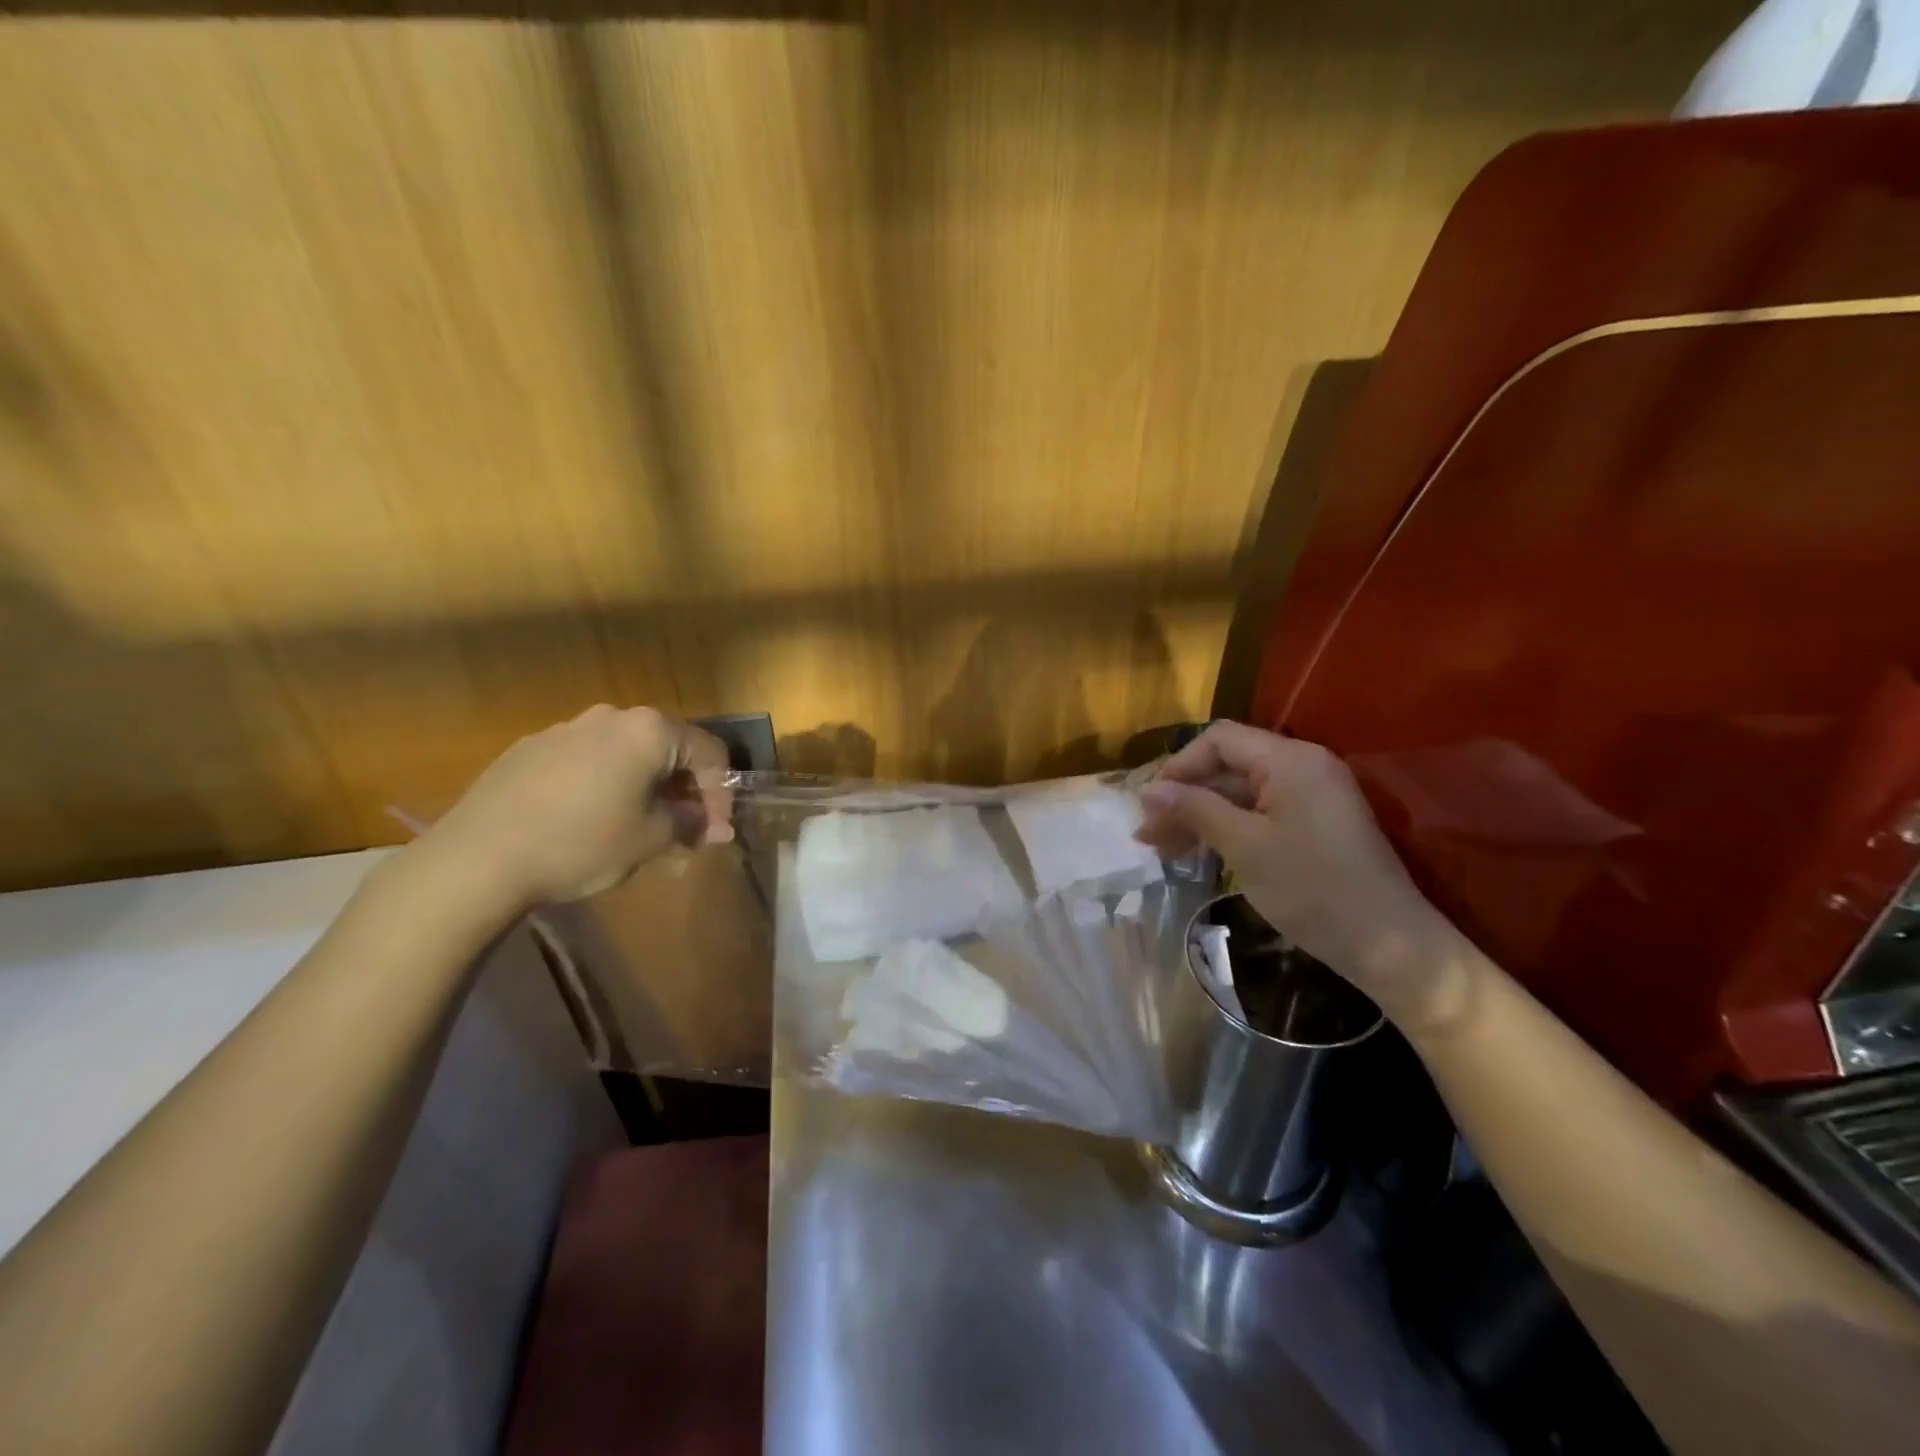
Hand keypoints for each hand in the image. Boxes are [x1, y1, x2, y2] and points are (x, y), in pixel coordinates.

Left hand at [422, 705, 732, 909]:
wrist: (477, 858)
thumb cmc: (582, 843)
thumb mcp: (650, 839)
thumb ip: (692, 824)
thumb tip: (720, 827)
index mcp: (649, 731)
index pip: (709, 752)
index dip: (721, 793)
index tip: (715, 830)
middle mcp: (611, 717)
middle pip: (667, 746)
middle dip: (683, 787)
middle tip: (683, 828)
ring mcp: (566, 728)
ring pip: (625, 752)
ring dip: (644, 784)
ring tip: (637, 824)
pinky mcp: (530, 747)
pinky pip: (587, 759)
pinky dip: (604, 782)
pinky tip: (588, 818)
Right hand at [1135, 721, 1462, 1026]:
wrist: (1390, 946)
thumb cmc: (1313, 889)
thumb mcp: (1244, 846)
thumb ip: (1195, 809)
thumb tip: (1148, 791)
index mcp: (1290, 760)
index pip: (1220, 740)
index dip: (1179, 766)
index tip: (1151, 804)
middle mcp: (1303, 767)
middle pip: (1228, 767)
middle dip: (1184, 798)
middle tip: (1147, 836)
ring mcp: (1312, 797)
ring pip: (1240, 795)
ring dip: (1200, 817)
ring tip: (1162, 850)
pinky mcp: (1315, 825)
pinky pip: (1260, 814)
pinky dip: (1227, 829)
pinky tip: (1200, 853)